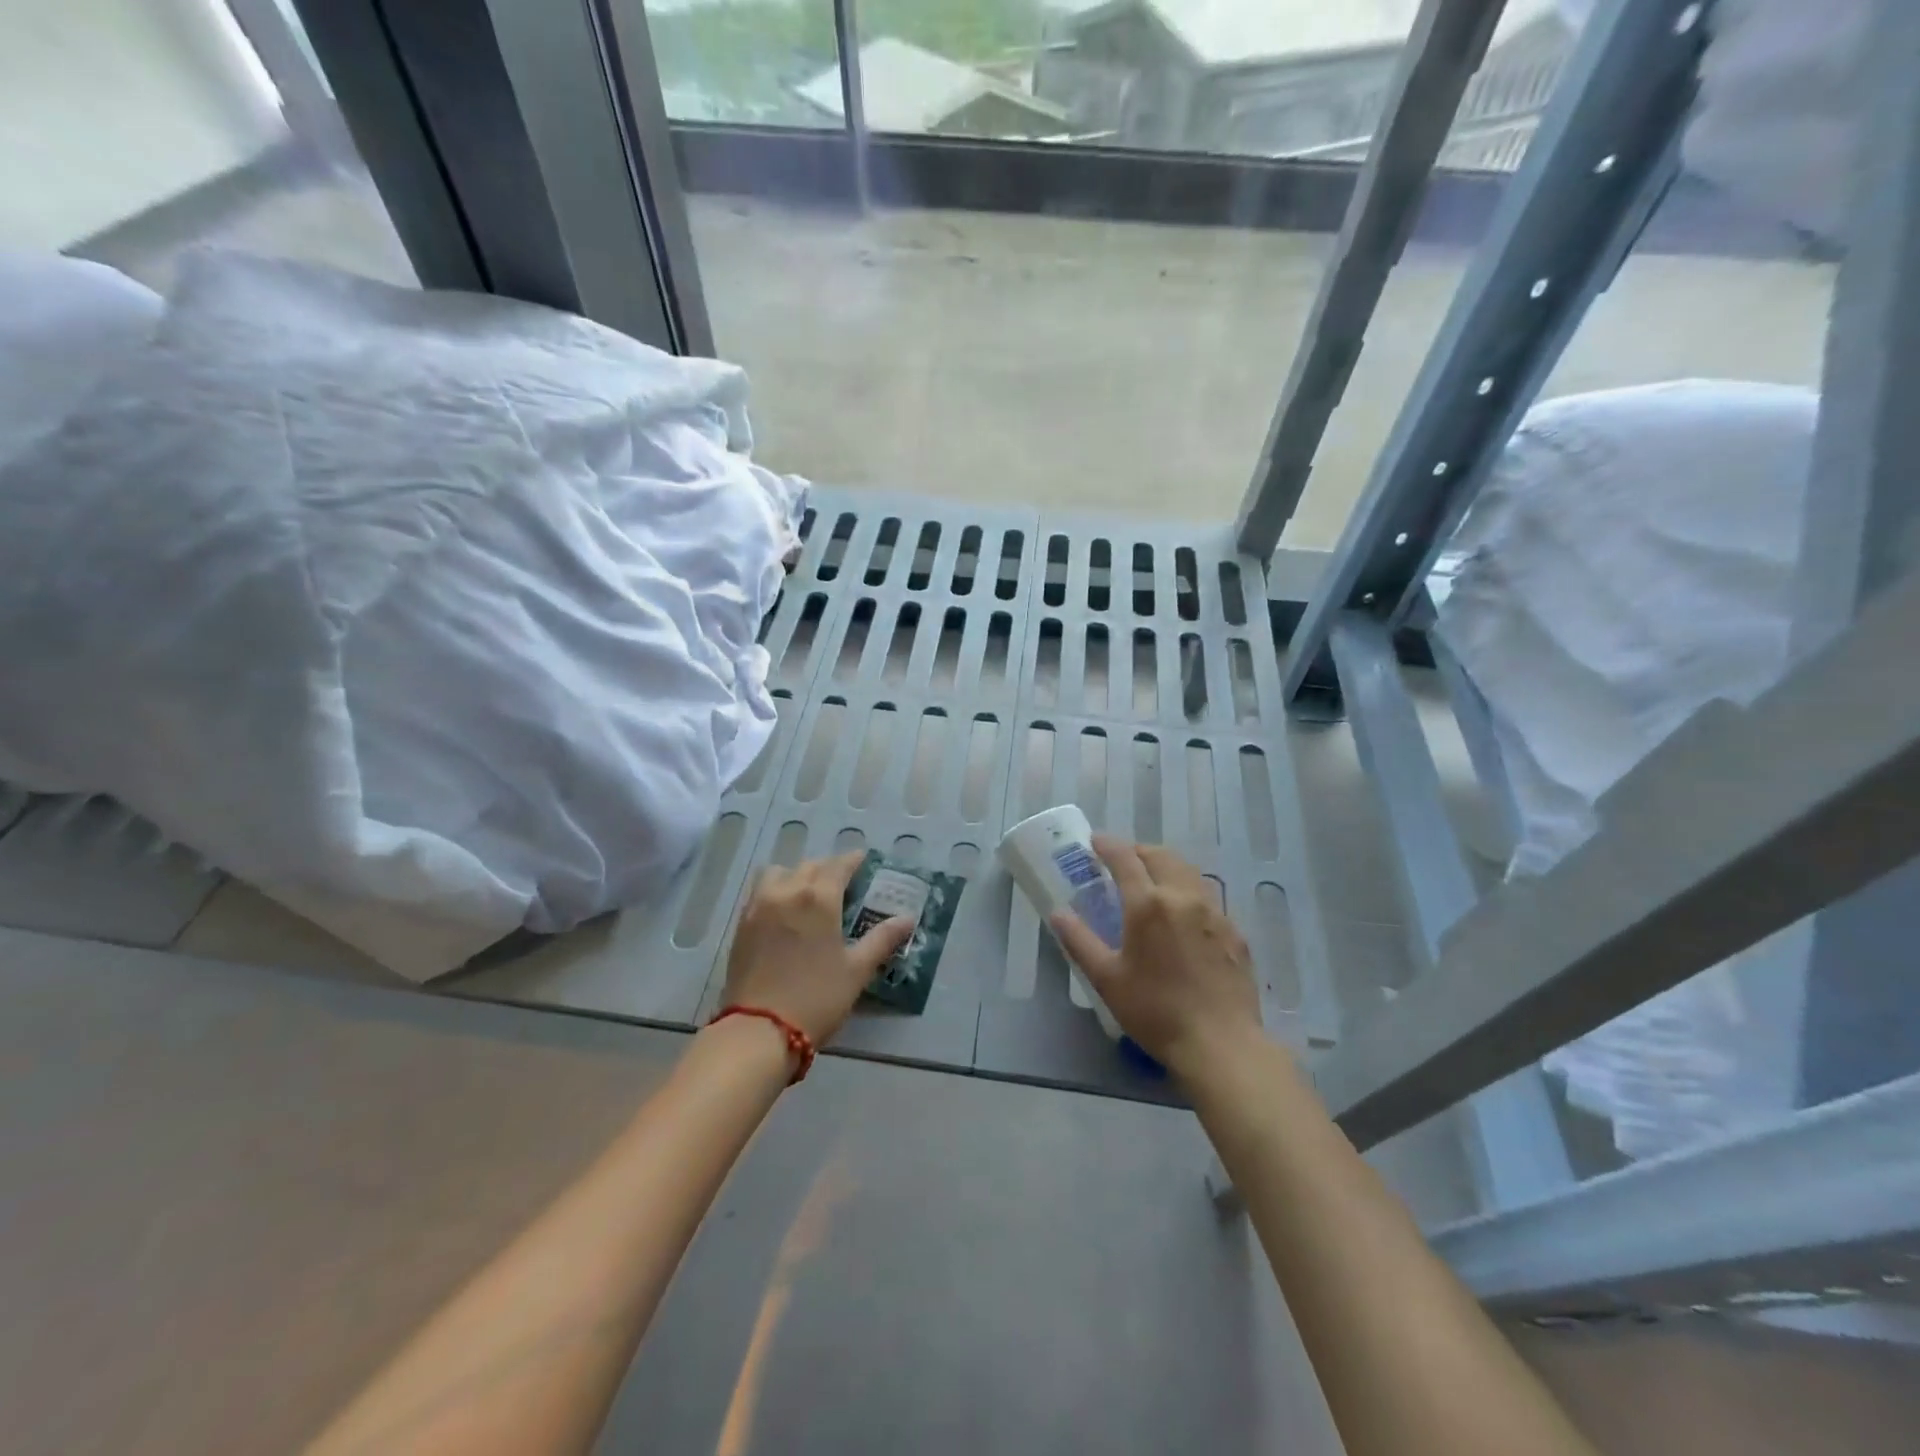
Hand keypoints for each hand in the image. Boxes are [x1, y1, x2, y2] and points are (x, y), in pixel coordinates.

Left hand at [719, 851, 914, 1048]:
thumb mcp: (856, 970)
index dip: (853, 860)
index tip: (864, 861)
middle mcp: (786, 892)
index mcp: (818, 898)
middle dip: (828, 868)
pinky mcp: (741, 924)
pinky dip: (776, 890)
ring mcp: (759, 906)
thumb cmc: (816, 998)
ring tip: (808, 893)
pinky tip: (785, 911)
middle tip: (842, 882)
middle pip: (809, 866)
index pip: (838, 865)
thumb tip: (907, 919)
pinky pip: (760, 892)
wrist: (759, 1030)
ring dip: (797, 875)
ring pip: (779, 873)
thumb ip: (882, 939)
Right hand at [1049, 835, 1262, 1080]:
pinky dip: (1188, 893)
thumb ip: (1079, 941)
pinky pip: (1208, 899)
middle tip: (1122, 861)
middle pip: (1161, 856)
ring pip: (1189, 873)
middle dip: (1139, 851)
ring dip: (1166, 867)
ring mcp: (1215, 913)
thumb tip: (1058, 913)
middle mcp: (1184, 897)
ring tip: (1152, 882)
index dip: (1108, 845)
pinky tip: (1183, 918)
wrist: (1221, 1045)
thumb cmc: (1155, 1011)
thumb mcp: (1107, 979)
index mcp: (1148, 904)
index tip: (1095, 842)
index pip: (1125, 859)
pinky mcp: (1236, 933)